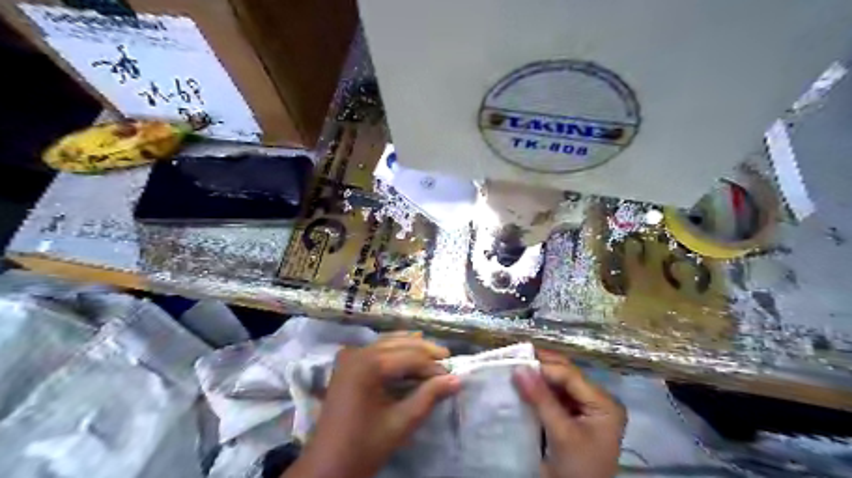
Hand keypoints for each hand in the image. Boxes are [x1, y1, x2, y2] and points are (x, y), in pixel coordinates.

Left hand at [285, 333, 459, 476]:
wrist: (326, 466)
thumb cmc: (364, 447)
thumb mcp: (401, 423)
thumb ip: (428, 397)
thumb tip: (455, 379)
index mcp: (368, 365)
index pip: (409, 357)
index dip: (432, 365)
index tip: (451, 374)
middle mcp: (357, 353)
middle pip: (398, 344)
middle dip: (423, 350)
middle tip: (447, 357)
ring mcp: (349, 357)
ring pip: (387, 342)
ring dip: (410, 346)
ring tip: (433, 351)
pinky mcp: (346, 364)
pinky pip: (375, 348)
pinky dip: (393, 348)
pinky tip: (406, 348)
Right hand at [511, 348, 623, 477]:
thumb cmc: (578, 469)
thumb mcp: (561, 433)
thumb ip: (541, 399)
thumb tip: (519, 368)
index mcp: (604, 403)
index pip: (571, 375)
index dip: (544, 367)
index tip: (516, 362)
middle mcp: (596, 400)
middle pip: (566, 375)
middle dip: (540, 366)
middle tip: (513, 359)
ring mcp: (584, 408)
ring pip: (557, 383)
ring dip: (537, 377)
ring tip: (514, 369)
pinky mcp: (571, 416)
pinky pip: (553, 395)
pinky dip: (537, 389)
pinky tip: (522, 384)